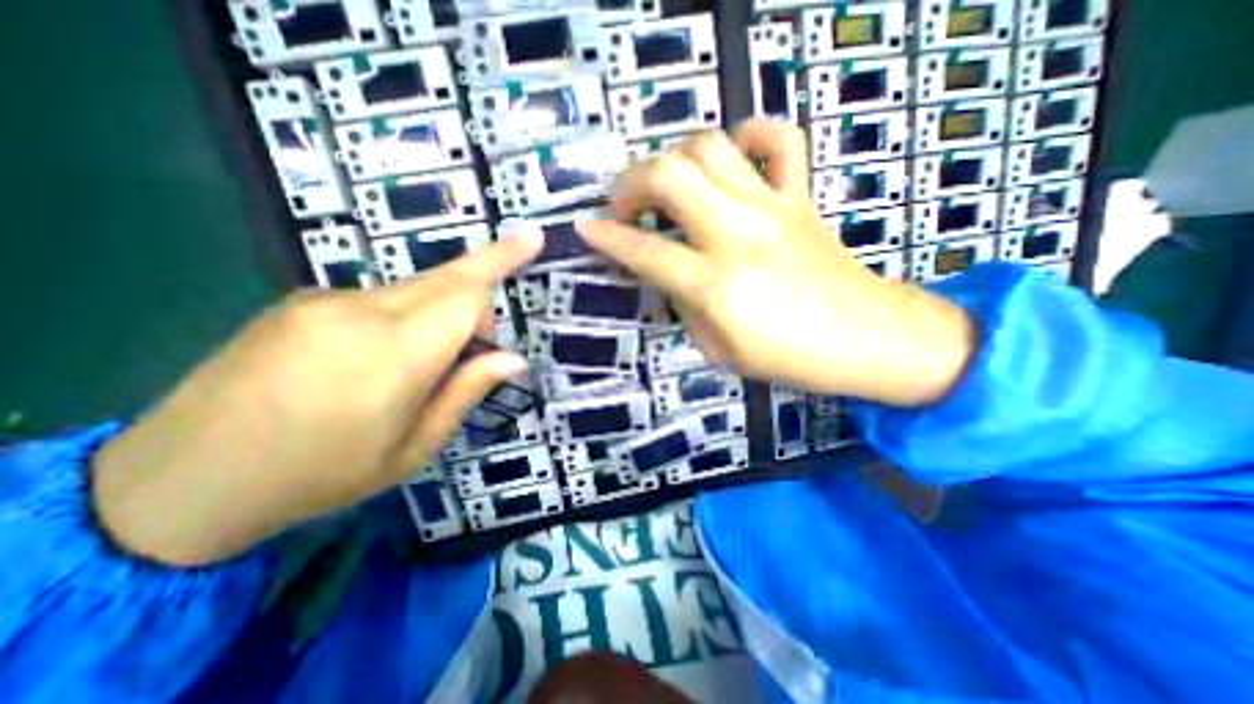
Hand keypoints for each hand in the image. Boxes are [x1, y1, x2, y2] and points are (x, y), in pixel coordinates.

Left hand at [89, 231, 537, 566]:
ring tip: (431, 362)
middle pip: (445, 276)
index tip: (532, 241)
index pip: (466, 292)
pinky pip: (379, 298)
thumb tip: (514, 358)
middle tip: (510, 282)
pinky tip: (384, 357)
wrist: (179, 482)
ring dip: (443, 310)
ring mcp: (323, 302)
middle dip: (484, 275)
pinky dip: (407, 316)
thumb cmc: (319, 475)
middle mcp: (360, 312)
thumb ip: (465, 392)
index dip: (502, 264)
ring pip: (414, 287)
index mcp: (394, 355)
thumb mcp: (413, 448)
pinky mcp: (300, 302)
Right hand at [577, 117, 978, 406]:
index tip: (583, 228)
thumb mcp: (718, 350)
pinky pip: (779, 139)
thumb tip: (668, 272)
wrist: (866, 339)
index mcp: (715, 284)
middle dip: (631, 181)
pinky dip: (750, 135)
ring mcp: (772, 207)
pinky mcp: (800, 197)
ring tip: (669, 185)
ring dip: (675, 158)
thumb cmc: (788, 357)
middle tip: (625, 205)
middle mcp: (737, 234)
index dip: (605, 238)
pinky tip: (734, 157)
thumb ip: (685, 305)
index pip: (644, 251)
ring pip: (710, 146)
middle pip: (670, 175)